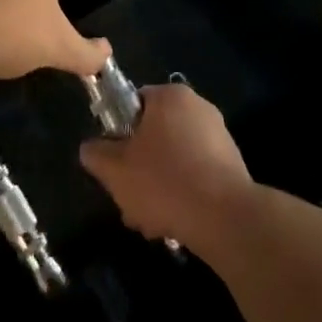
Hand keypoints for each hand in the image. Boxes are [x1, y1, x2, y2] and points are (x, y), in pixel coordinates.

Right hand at [79, 82, 255, 249]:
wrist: (225, 217)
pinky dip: (182, 195)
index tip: (113, 161)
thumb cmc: (164, 181)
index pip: (134, 103)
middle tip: (128, 200)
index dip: (118, 132)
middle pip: (154, 136)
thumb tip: (90, 148)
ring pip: (174, 160)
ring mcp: (219, 137)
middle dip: (138, 170)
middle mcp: (198, 108)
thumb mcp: (115, 169)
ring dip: (157, 188)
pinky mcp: (231, 165)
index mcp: (170, 97)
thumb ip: (96, 154)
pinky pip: (196, 175)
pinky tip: (174, 224)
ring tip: (149, 222)